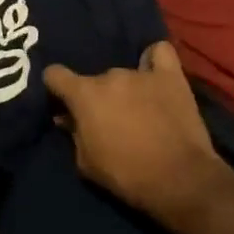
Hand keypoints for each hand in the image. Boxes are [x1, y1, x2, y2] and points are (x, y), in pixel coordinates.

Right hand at [43, 41, 227, 224]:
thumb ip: (73, 134)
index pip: (55, 74)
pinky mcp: (171, 76)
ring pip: (125, 74)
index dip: (55, 87)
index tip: (62, 101)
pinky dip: (154, 61)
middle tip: (109, 120)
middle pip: (96, 80)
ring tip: (139, 109)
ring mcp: (142, 72)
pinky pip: (159, 53)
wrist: (178, 179)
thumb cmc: (126, 175)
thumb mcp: (86, 163)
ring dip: (126, 89)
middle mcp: (110, 75)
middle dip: (98, 98)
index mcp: (84, 94)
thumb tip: (66, 118)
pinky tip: (155, 74)